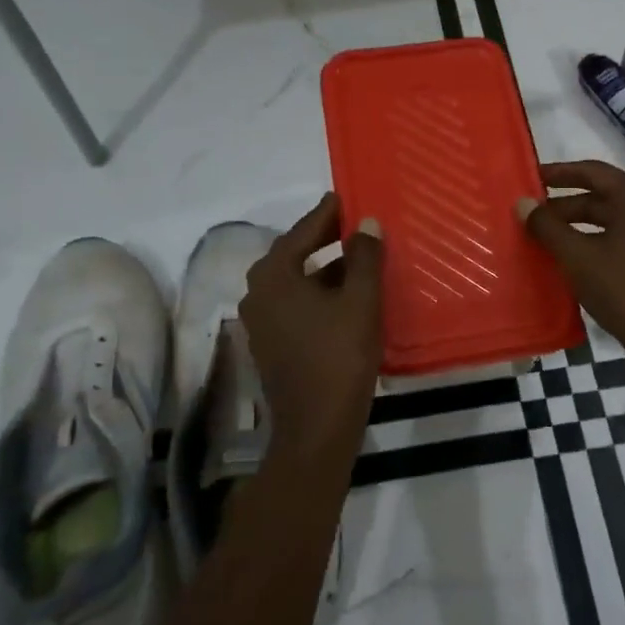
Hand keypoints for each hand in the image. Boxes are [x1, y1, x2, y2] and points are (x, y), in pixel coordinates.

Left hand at [240, 193, 385, 462]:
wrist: (316, 428)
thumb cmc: (339, 356)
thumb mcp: (360, 300)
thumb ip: (364, 257)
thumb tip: (367, 222)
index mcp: (273, 276)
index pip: (301, 232)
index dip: (325, 214)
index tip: (342, 197)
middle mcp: (257, 293)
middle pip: (292, 255)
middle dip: (322, 239)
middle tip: (351, 225)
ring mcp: (259, 321)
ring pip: (293, 282)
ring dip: (321, 268)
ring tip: (355, 258)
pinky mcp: (268, 343)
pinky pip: (293, 304)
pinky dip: (315, 292)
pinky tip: (343, 295)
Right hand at [519, 161, 624, 385]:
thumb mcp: (578, 257)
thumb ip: (548, 227)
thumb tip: (522, 203)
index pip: (592, 171)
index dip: (559, 173)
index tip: (530, 178)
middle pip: (600, 198)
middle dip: (563, 206)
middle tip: (529, 216)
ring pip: (609, 223)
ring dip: (576, 228)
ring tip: (543, 239)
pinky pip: (618, 243)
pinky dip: (592, 245)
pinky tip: (569, 262)